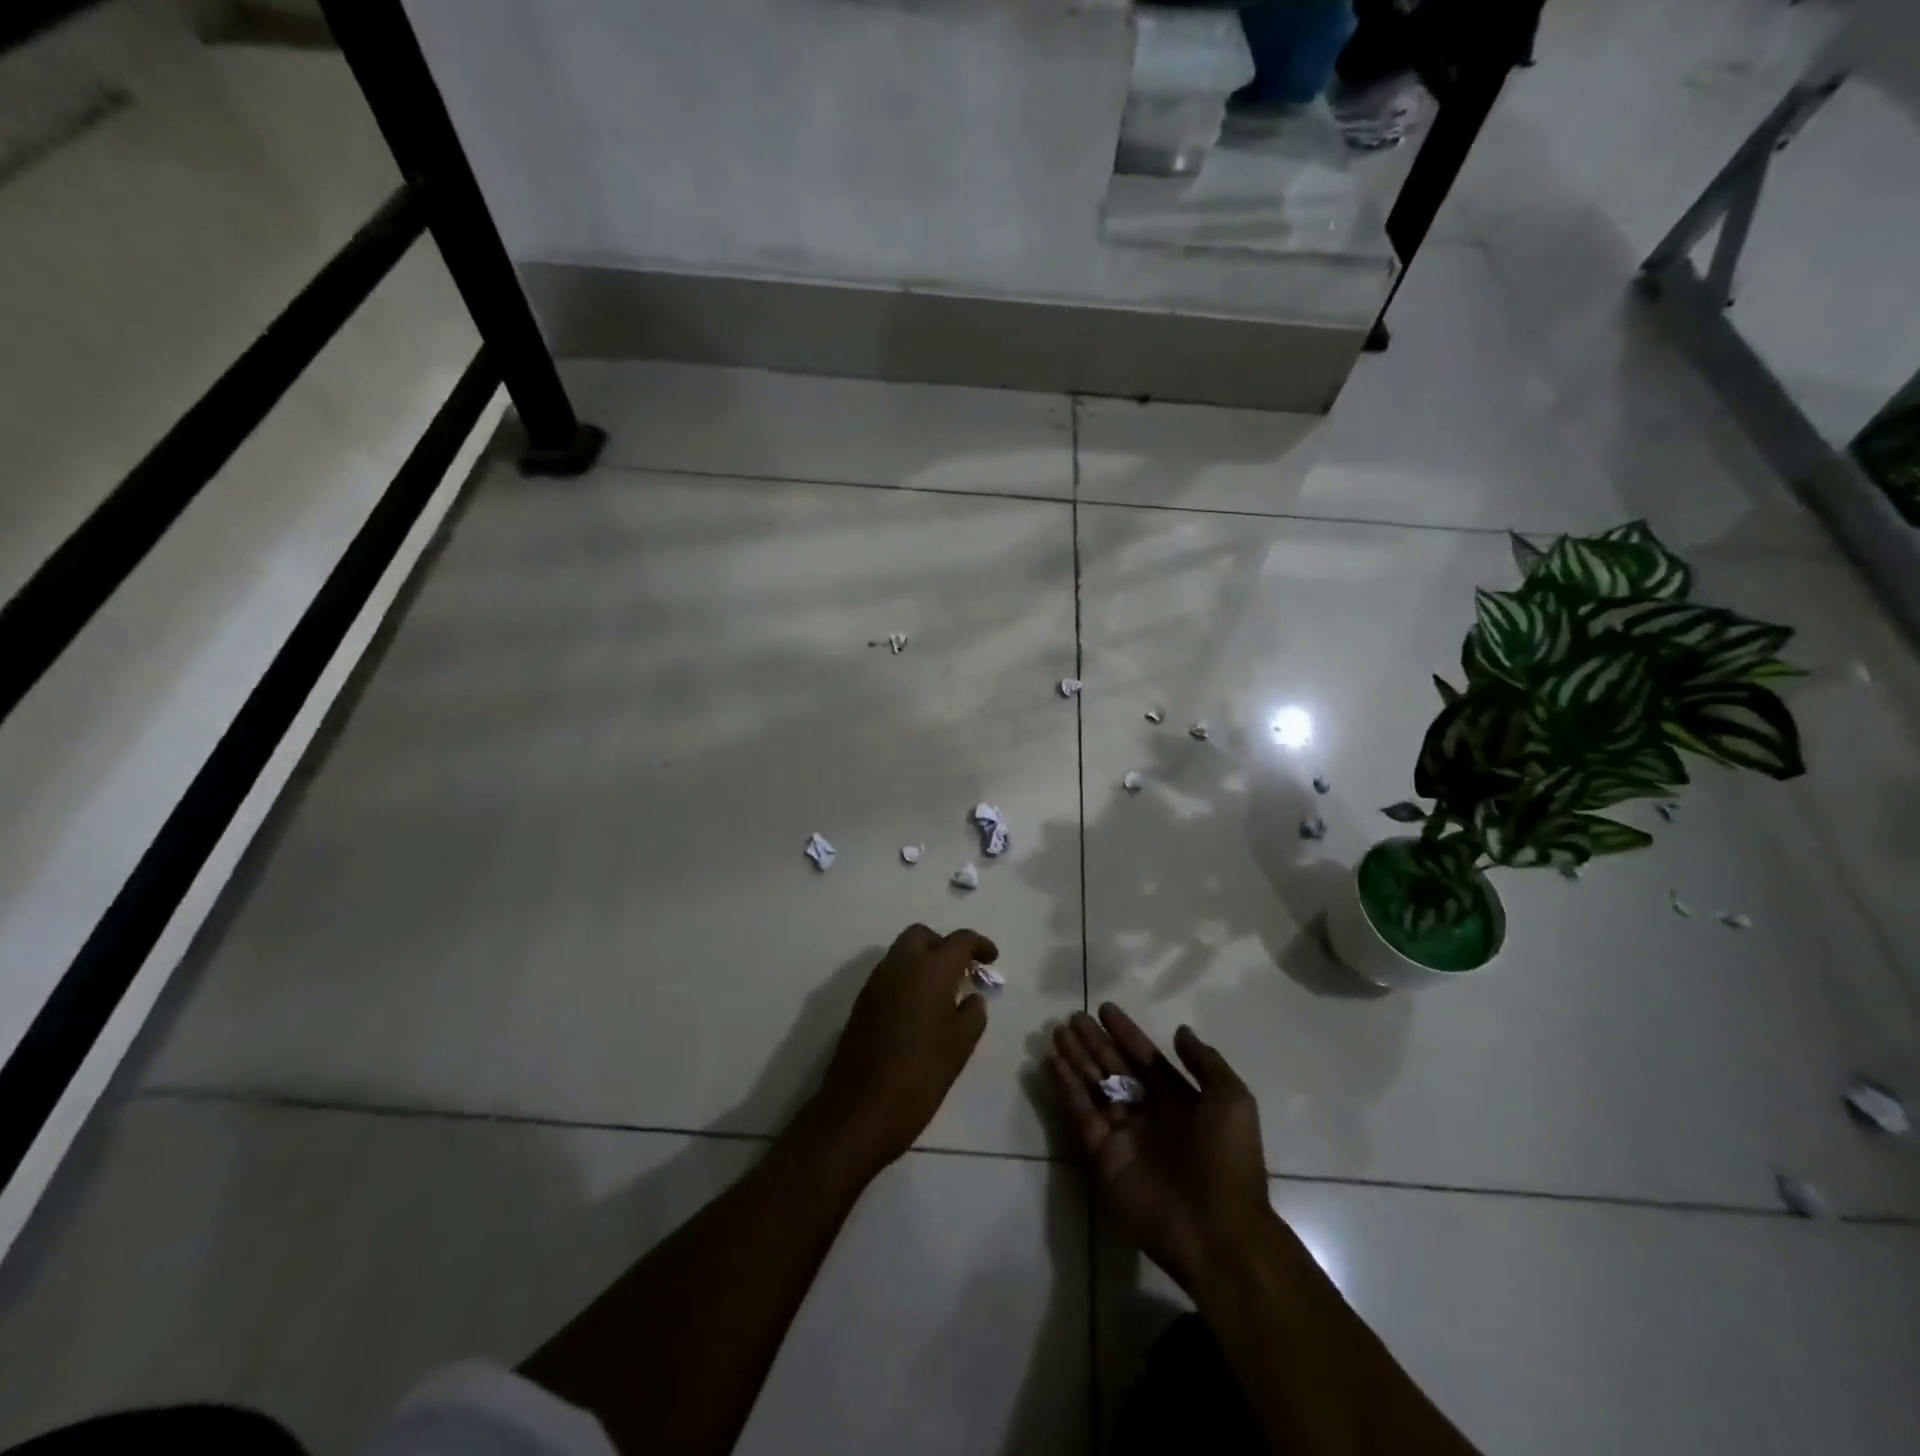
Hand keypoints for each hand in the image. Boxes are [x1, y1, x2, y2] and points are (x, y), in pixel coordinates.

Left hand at [805, 924, 996, 1172]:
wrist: (862, 1108)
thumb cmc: (921, 1074)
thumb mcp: (960, 1045)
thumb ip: (973, 1013)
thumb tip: (972, 997)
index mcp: (931, 969)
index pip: (959, 940)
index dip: (979, 945)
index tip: (991, 959)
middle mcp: (901, 964)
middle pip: (923, 935)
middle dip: (944, 945)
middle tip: (962, 971)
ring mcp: (876, 981)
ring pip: (902, 953)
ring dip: (923, 961)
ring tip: (942, 992)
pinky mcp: (862, 1001)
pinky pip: (889, 974)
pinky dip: (907, 978)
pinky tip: (918, 1009)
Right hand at [1048, 1005, 1271, 1291]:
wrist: (1216, 1230)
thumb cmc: (1226, 1158)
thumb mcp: (1231, 1100)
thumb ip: (1205, 1062)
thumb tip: (1180, 1031)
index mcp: (1180, 1101)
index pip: (1146, 1058)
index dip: (1126, 1033)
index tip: (1105, 1009)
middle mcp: (1149, 1113)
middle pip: (1115, 1069)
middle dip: (1095, 1043)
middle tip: (1072, 1017)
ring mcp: (1124, 1135)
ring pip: (1094, 1087)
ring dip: (1076, 1060)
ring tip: (1057, 1033)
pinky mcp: (1102, 1157)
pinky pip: (1081, 1116)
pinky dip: (1066, 1089)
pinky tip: (1054, 1063)